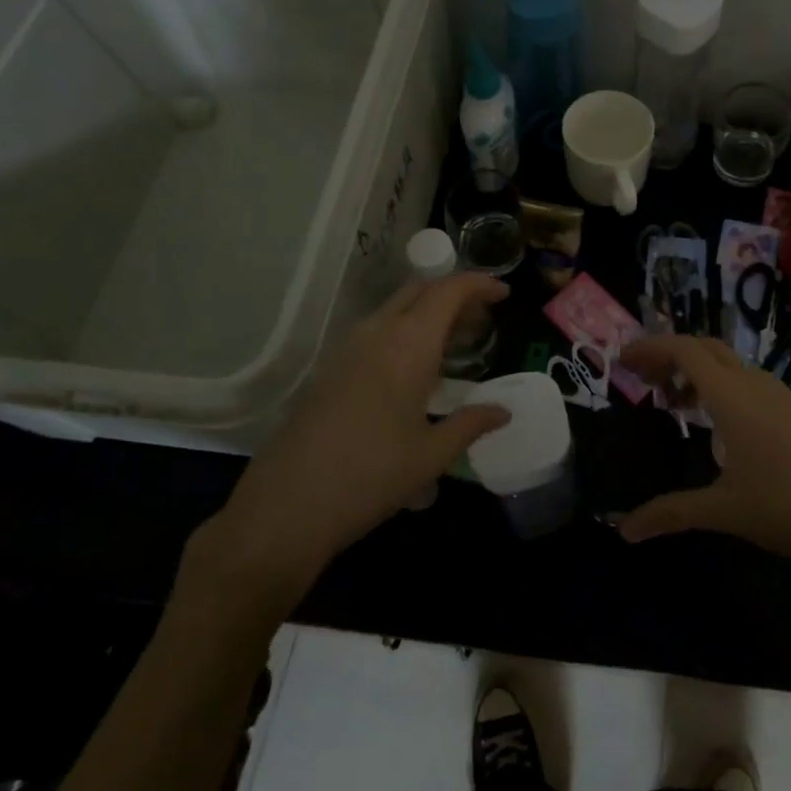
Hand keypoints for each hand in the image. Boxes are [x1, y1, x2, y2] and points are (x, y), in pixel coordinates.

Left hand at [198, 274, 510, 583]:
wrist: (287, 506)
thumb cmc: (370, 477)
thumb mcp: (431, 455)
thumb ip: (471, 424)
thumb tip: (503, 412)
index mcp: (408, 345)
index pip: (448, 291)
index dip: (479, 284)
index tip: (503, 294)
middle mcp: (377, 334)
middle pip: (420, 291)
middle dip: (454, 295)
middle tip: (481, 320)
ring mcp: (348, 349)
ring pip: (395, 309)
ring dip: (427, 313)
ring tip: (454, 344)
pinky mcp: (331, 369)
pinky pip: (376, 331)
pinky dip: (405, 332)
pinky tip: (415, 370)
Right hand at [617, 335, 790, 580]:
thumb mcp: (726, 511)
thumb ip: (672, 513)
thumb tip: (623, 530)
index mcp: (733, 397)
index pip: (684, 350)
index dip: (650, 348)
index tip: (622, 361)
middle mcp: (755, 385)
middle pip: (705, 347)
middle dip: (669, 354)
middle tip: (642, 380)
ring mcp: (779, 395)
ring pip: (728, 363)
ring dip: (696, 371)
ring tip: (673, 403)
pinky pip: (746, 380)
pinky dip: (719, 386)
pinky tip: (715, 423)